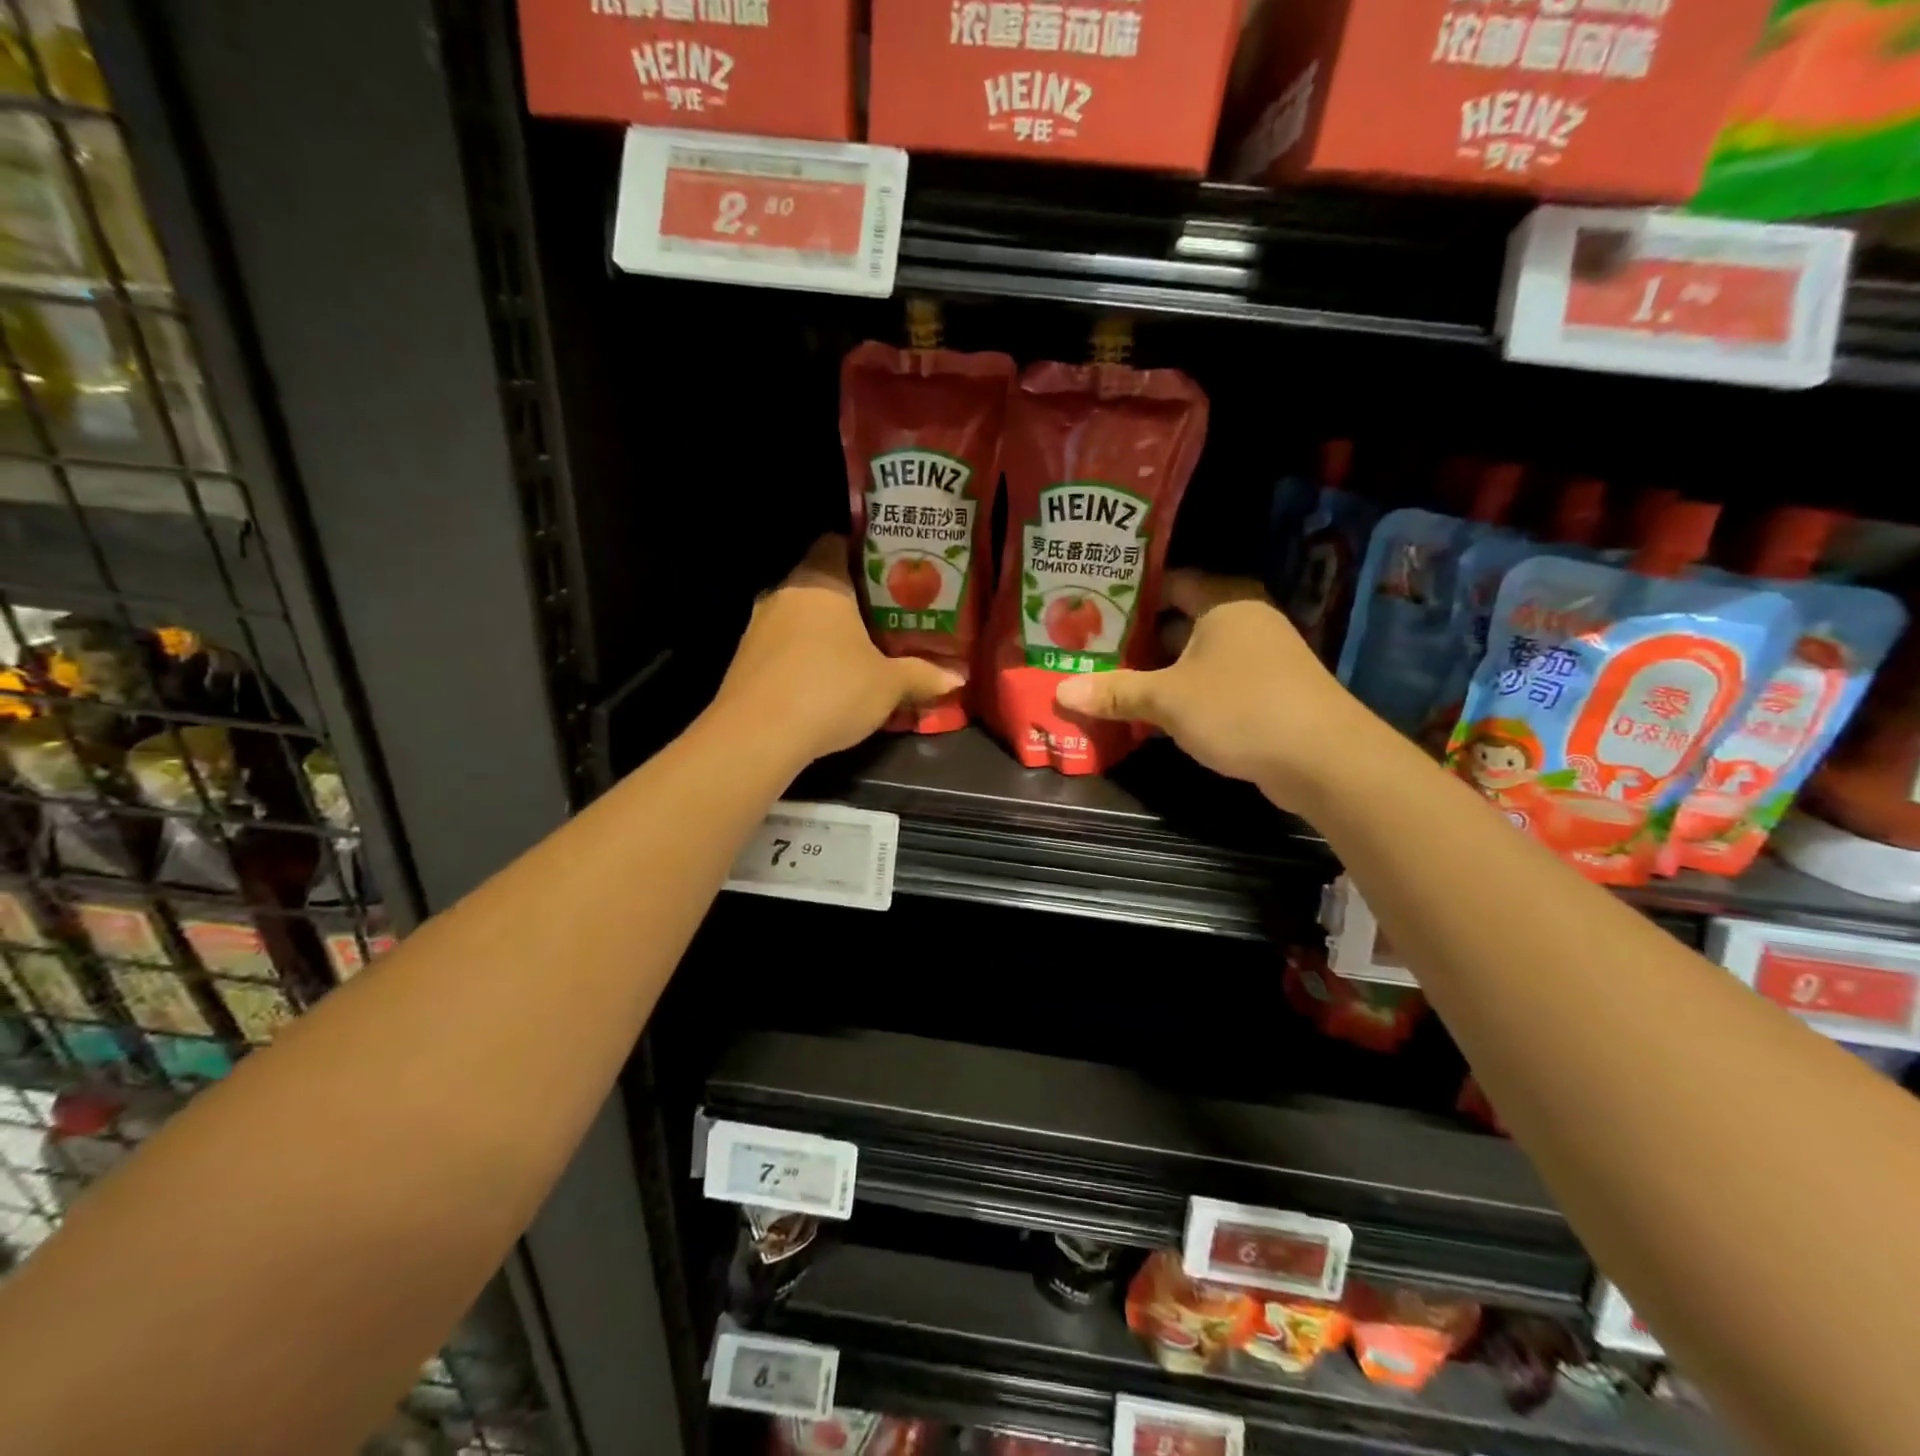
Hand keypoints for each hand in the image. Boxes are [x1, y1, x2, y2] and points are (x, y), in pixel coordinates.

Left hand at [711, 535, 963, 766]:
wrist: (757, 734)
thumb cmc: (831, 689)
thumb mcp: (888, 684)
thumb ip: (922, 675)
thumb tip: (958, 677)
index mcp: (821, 581)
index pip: (836, 543)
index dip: (863, 554)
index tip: (890, 575)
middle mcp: (785, 592)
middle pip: (820, 580)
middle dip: (850, 598)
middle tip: (885, 616)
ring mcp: (758, 625)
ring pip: (799, 615)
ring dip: (824, 630)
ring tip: (858, 650)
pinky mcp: (744, 659)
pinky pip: (782, 645)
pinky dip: (803, 655)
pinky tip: (823, 680)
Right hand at [1053, 570, 1372, 804]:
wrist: (1323, 759)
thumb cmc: (1240, 708)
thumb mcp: (1168, 699)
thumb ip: (1115, 692)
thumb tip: (1062, 692)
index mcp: (1223, 601)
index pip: (1169, 580)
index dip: (1129, 593)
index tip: (1090, 607)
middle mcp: (1244, 620)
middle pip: (1178, 621)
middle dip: (1136, 639)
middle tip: (1089, 649)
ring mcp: (1259, 658)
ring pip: (1194, 657)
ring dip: (1157, 672)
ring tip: (1109, 682)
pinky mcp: (1266, 693)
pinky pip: (1211, 684)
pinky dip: (1182, 695)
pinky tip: (1150, 716)